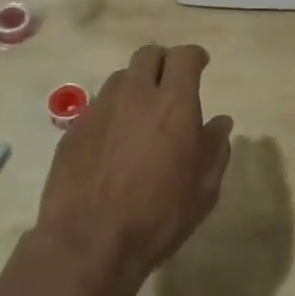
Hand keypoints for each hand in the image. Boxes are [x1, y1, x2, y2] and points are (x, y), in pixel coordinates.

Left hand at [36, 42, 233, 290]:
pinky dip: (112, 112)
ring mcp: (100, 108)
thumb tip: (220, 122)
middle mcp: (135, 94)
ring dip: (135, 86)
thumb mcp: (203, 189)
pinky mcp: (74, 128)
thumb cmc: (158, 216)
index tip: (200, 66)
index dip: (195, 57)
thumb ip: (215, 148)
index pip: (185, 56)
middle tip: (170, 85)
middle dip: (163, 62)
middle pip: (148, 54)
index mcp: (174, 103)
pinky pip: (98, 105)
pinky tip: (114, 141)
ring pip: (120, 77)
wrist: (89, 241)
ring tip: (140, 114)